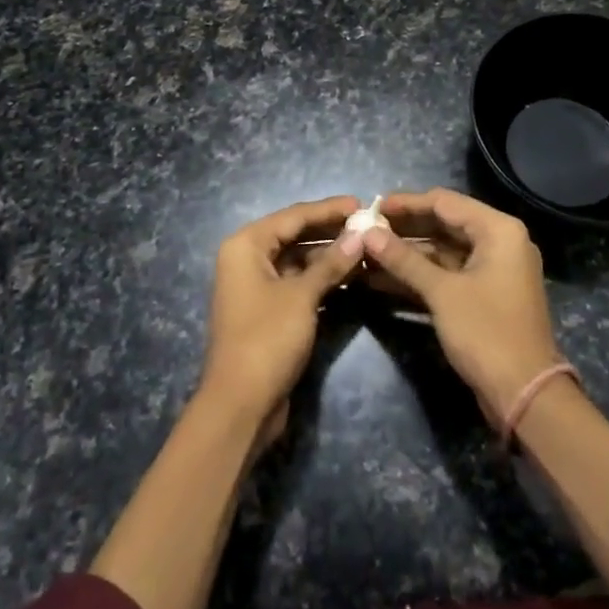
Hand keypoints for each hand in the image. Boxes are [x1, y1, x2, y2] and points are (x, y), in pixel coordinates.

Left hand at [199, 196, 361, 444]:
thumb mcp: (302, 297)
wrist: (240, 404)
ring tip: (366, 249)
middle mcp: (247, 259)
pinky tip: (352, 277)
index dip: (328, 209)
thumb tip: (360, 235)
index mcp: (246, 245)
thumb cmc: (267, 339)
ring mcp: (256, 286)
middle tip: (368, 225)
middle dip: (330, 232)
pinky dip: (321, 279)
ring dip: (329, 257)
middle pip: (294, 235)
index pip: (293, 216)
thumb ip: (330, 264)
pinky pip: (298, 283)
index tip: (361, 203)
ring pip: (298, 260)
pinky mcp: (268, 310)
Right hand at [364, 189, 564, 425]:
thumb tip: (367, 234)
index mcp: (498, 230)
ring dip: (407, 255)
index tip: (372, 206)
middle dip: (404, 230)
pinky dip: (419, 276)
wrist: (525, 395)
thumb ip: (403, 259)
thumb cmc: (486, 332)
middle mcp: (499, 243)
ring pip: (442, 252)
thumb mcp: (442, 292)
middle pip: (444, 224)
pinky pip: (447, 274)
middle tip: (365, 230)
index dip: (407, 203)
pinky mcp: (484, 296)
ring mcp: (492, 271)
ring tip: (366, 254)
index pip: (445, 202)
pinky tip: (381, 279)